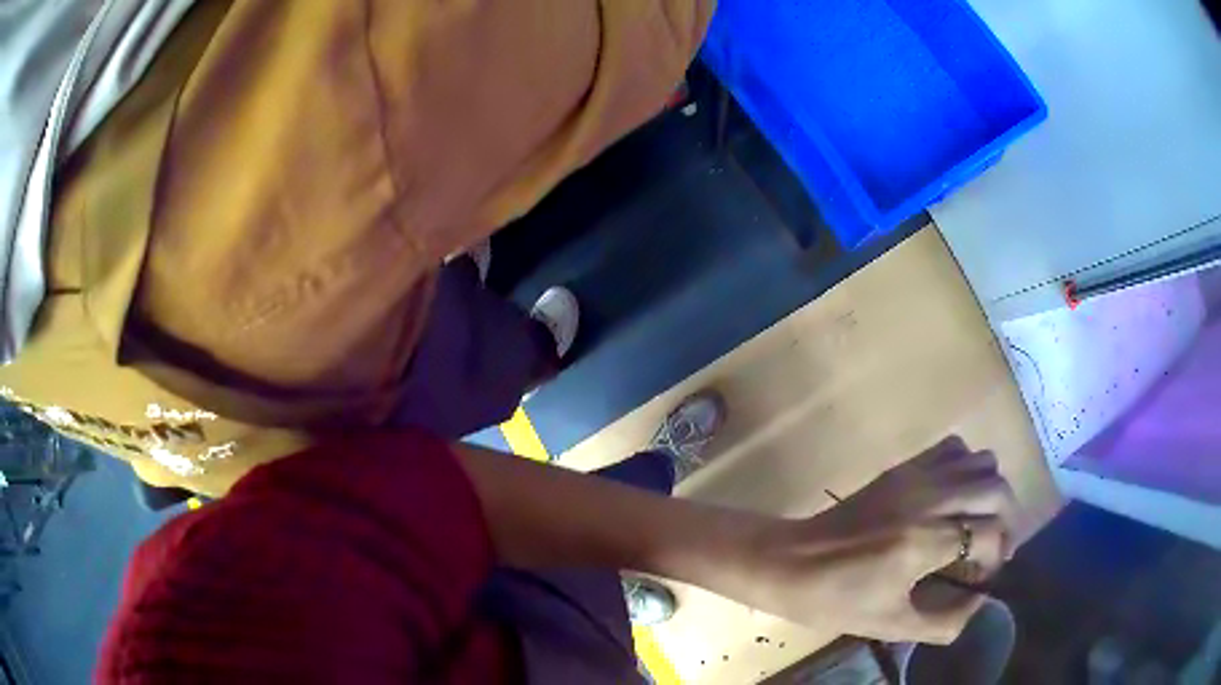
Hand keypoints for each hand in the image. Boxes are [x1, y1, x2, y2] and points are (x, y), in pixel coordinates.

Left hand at [715, 437, 1016, 643]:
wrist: (790, 562)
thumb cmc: (836, 601)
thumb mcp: (891, 626)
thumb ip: (944, 621)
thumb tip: (980, 599)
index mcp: (925, 542)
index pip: (991, 534)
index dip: (997, 557)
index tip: (983, 577)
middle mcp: (928, 499)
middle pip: (997, 490)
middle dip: (1006, 521)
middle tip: (992, 549)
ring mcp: (915, 476)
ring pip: (981, 461)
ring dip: (991, 491)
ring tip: (979, 522)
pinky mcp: (902, 467)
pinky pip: (953, 448)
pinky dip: (968, 466)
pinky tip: (956, 497)